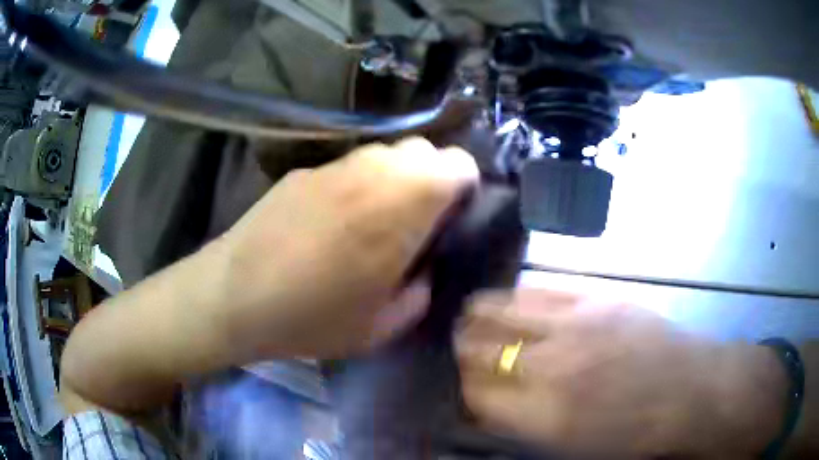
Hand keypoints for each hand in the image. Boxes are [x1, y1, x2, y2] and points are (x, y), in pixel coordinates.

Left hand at [216, 137, 477, 358]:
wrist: (235, 296)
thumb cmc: (312, 317)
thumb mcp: (383, 327)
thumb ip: (420, 293)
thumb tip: (422, 268)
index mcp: (403, 204)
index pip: (458, 164)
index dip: (464, 187)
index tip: (452, 219)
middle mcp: (373, 171)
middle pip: (422, 151)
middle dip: (431, 180)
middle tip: (414, 223)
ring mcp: (334, 166)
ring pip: (385, 155)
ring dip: (393, 180)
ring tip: (372, 221)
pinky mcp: (304, 172)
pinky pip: (348, 167)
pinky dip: (357, 184)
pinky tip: (332, 221)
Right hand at [456, 289, 787, 457]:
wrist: (687, 390)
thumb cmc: (631, 432)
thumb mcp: (571, 446)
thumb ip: (522, 424)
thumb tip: (486, 404)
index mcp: (543, 415)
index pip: (474, 395)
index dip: (461, 390)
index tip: (460, 386)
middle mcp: (551, 367)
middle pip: (481, 350)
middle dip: (461, 350)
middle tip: (456, 348)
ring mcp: (574, 325)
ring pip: (502, 311)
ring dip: (478, 316)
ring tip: (469, 316)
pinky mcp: (596, 297)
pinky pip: (539, 290)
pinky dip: (514, 295)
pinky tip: (508, 298)